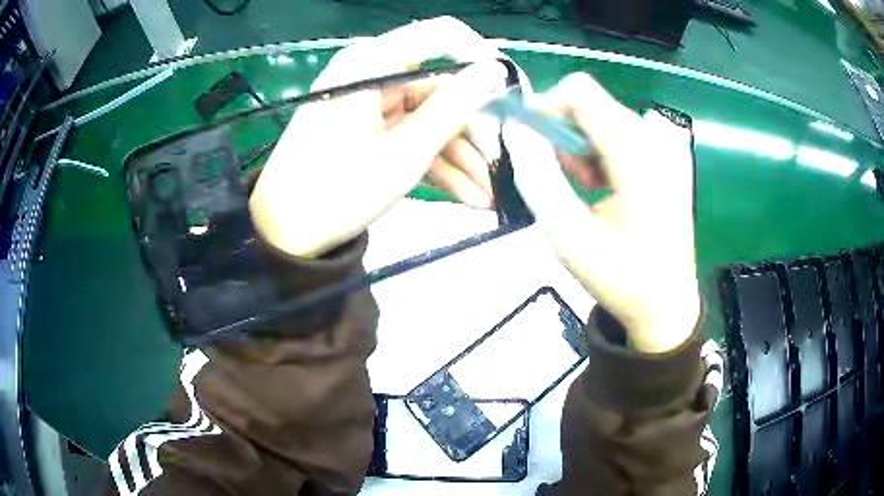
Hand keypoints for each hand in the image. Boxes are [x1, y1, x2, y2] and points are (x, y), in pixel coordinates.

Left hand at [250, 17, 510, 257]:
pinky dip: (436, 163)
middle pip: (439, 88)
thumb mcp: (403, 153)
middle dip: (472, 131)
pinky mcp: (368, 129)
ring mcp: (369, 104)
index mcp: (370, 64)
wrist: (284, 236)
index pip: (440, 36)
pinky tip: (466, 194)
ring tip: (487, 194)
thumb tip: (495, 70)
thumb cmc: (336, 193)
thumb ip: (454, 108)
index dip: (480, 58)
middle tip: (500, 166)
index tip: (510, 93)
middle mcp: (370, 75)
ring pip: (429, 119)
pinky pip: (411, 136)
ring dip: (460, 156)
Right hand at [504, 73, 699, 352]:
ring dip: (582, 144)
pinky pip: (622, 130)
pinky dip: (602, 149)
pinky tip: (604, 184)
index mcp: (638, 157)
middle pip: (592, 103)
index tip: (532, 143)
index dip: (547, 108)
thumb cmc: (621, 279)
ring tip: (585, 187)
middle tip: (563, 179)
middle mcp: (658, 139)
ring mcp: (669, 145)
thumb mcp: (568, 237)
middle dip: (564, 133)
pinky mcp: (671, 154)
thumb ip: (538, 178)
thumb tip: (517, 131)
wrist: (668, 303)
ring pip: (604, 115)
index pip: (580, 93)